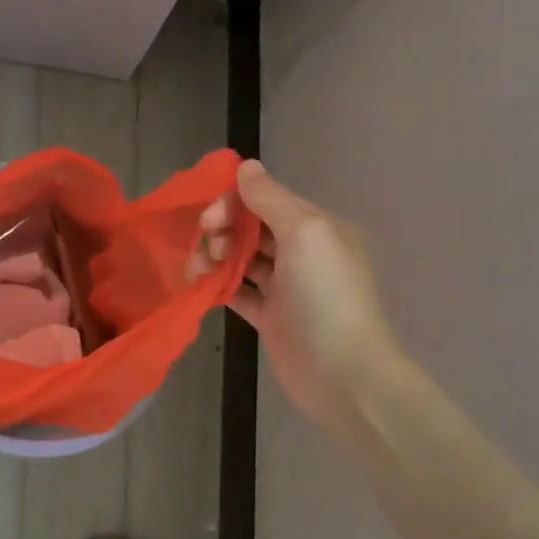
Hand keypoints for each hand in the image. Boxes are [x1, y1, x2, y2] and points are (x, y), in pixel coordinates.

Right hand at [191, 160, 402, 424]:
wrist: (342, 373)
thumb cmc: (325, 296)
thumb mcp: (304, 233)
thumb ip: (270, 198)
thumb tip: (245, 166)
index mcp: (316, 227)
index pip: (266, 199)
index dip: (233, 203)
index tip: (209, 220)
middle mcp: (302, 252)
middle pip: (251, 227)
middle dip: (222, 229)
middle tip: (205, 246)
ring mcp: (285, 286)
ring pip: (241, 258)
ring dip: (215, 256)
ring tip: (196, 270)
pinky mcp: (270, 316)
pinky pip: (237, 291)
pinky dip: (218, 285)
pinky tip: (199, 286)